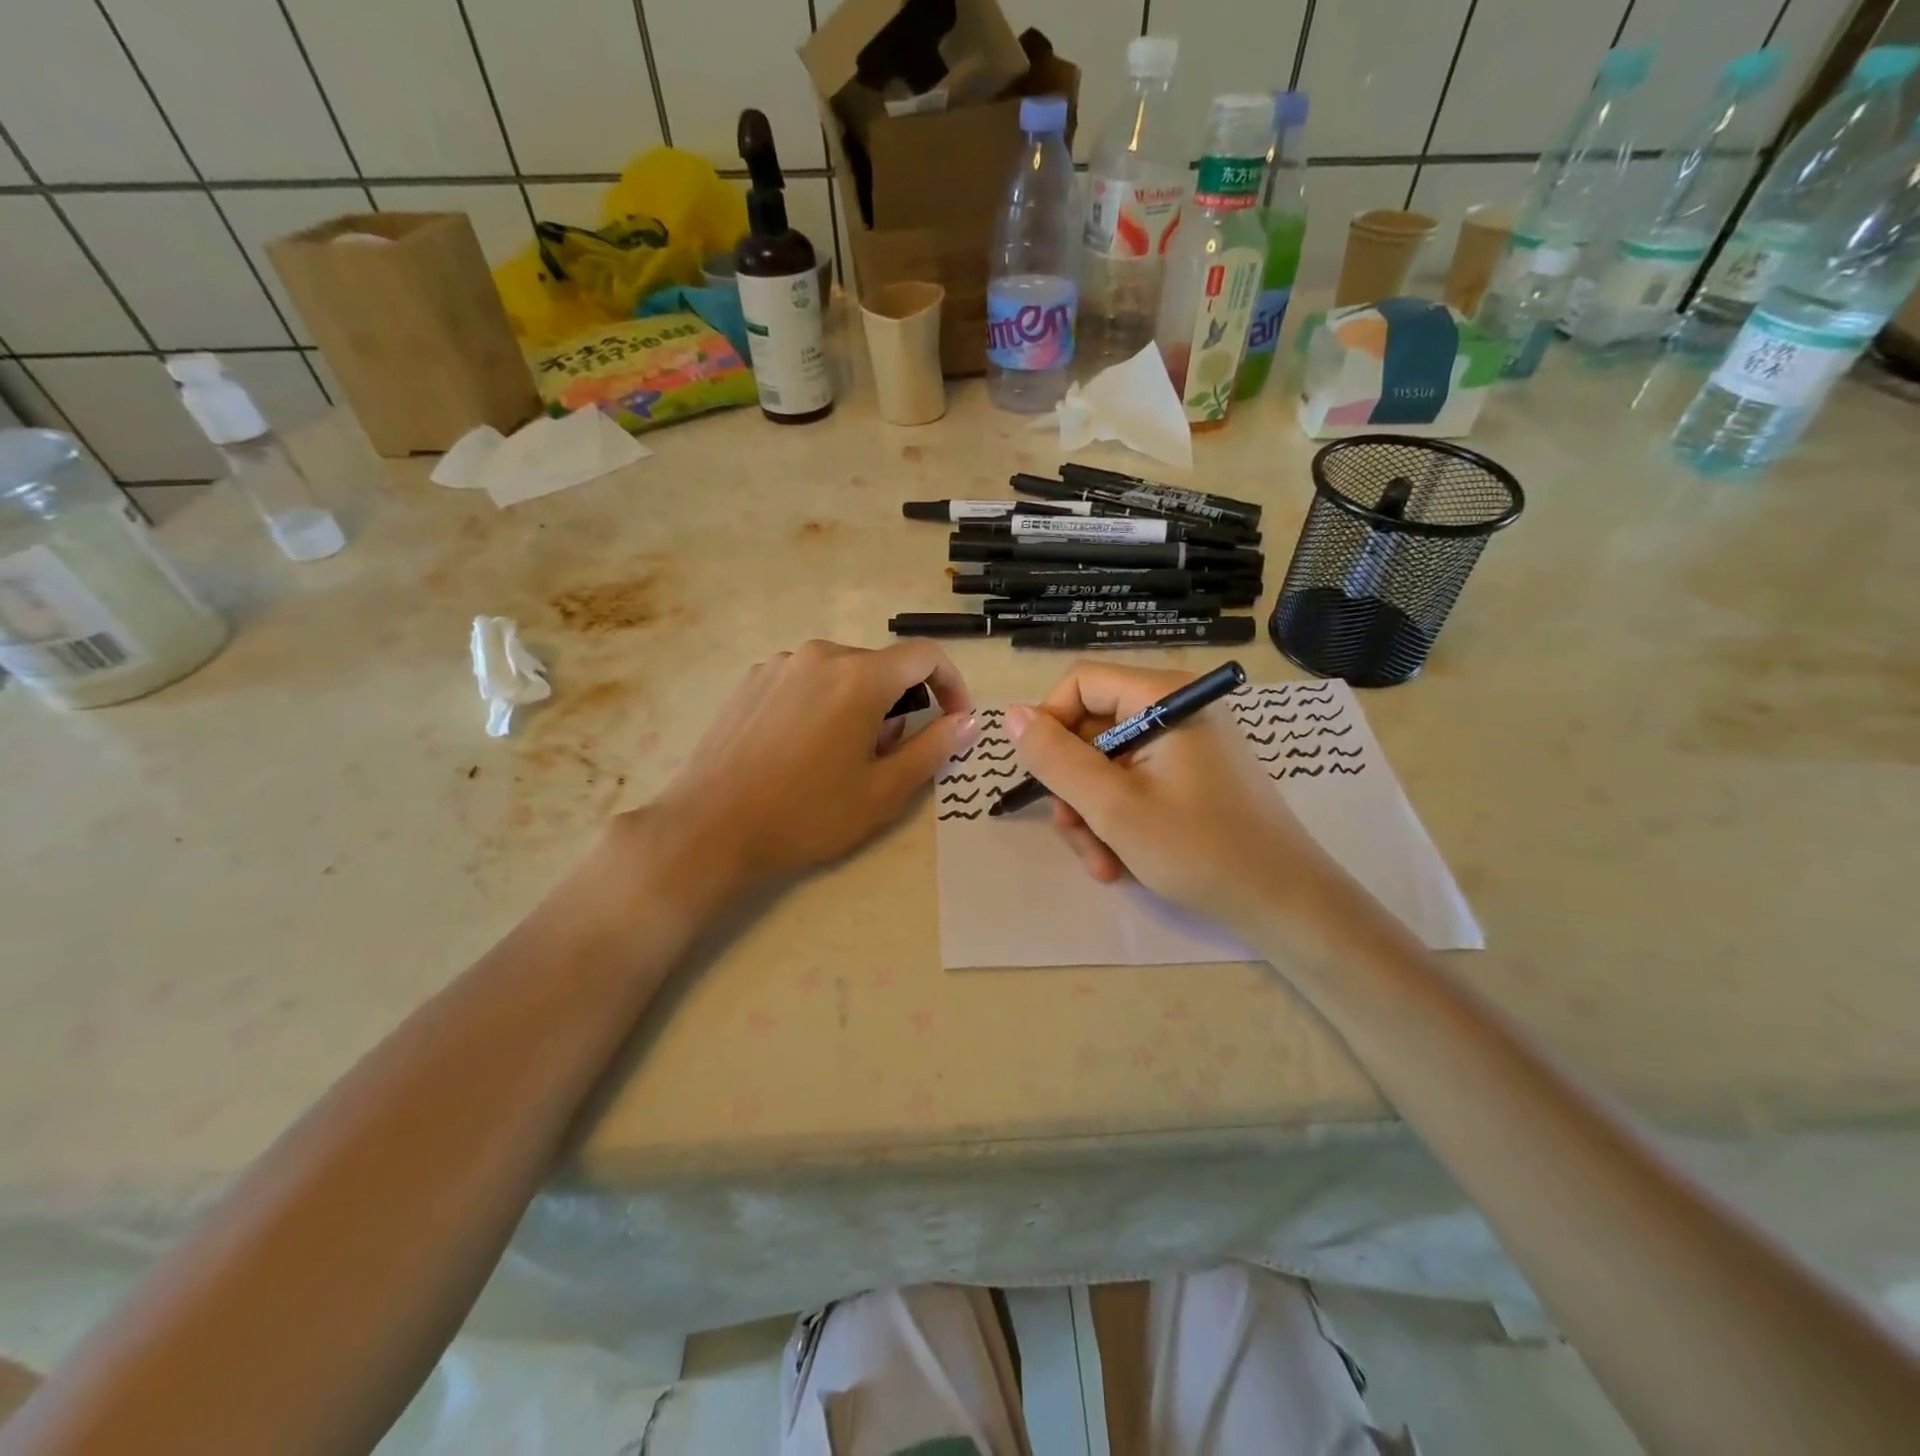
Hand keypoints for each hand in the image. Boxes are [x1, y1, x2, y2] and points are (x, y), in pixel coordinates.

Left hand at [647, 639, 974, 893]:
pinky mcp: (751, 680)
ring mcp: (779, 664)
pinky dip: (822, 704)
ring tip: (841, 757)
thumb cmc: (807, 813)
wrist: (711, 827)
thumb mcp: (884, 791)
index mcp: (860, 677)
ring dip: (859, 705)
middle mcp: (820, 655)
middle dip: (899, 704)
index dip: (951, 684)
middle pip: (881, 667)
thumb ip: (934, 748)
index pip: (924, 656)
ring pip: (842, 674)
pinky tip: (801, 749)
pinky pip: (805, 681)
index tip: (954, 719)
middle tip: (887, 757)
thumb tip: (967, 721)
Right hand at [1004, 663, 1340, 928]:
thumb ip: (1057, 759)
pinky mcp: (1194, 776)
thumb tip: (1013, 715)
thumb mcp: (1113, 807)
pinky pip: (1136, 784)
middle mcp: (1178, 709)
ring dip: (1093, 815)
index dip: (1050, 725)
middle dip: (1075, 788)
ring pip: (1109, 765)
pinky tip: (1121, 863)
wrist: (1286, 905)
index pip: (1081, 683)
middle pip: (1093, 729)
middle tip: (1075, 836)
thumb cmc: (1200, 850)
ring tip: (1103, 864)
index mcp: (1165, 698)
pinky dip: (1120, 820)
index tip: (1043, 777)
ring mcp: (1188, 745)